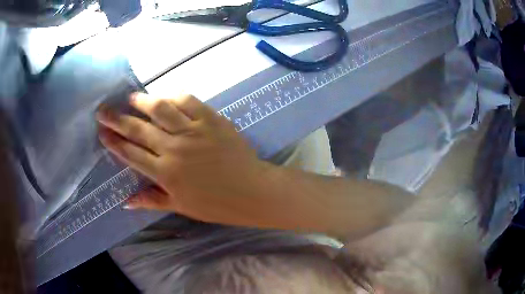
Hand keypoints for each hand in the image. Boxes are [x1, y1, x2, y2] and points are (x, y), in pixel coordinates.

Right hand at [96, 93, 277, 226]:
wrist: (252, 191)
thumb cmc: (216, 204)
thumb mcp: (181, 207)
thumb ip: (152, 200)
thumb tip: (126, 201)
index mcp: (165, 174)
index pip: (131, 154)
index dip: (114, 142)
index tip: (101, 132)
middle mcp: (174, 149)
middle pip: (138, 129)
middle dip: (117, 119)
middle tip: (103, 110)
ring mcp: (193, 131)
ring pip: (160, 109)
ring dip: (142, 101)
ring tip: (131, 98)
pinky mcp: (212, 120)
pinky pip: (189, 101)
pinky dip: (173, 96)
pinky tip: (165, 96)